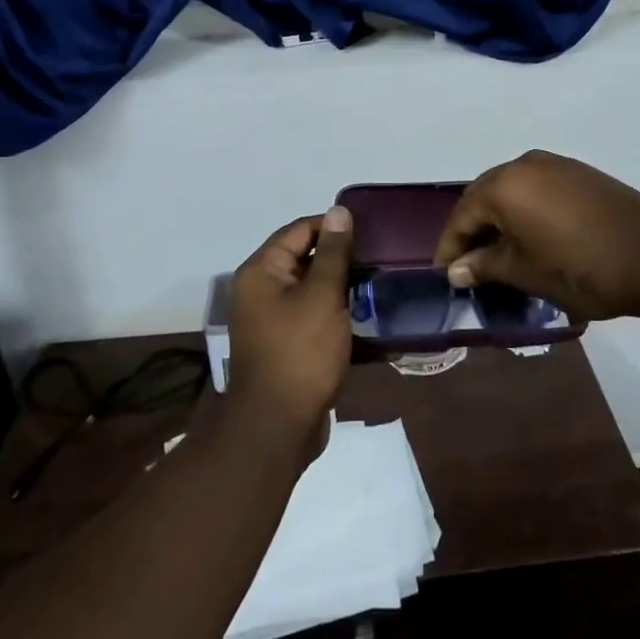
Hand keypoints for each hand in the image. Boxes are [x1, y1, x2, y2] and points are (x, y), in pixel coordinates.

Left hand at [225, 207, 354, 461]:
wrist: (278, 426)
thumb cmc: (300, 352)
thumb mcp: (322, 296)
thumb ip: (333, 253)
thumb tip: (340, 212)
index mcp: (261, 271)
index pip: (299, 230)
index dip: (333, 226)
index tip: (370, 230)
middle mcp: (260, 290)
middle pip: (303, 257)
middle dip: (339, 255)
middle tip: (378, 255)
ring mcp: (271, 319)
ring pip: (310, 287)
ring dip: (339, 284)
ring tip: (376, 280)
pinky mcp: (285, 343)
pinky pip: (311, 313)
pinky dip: (333, 309)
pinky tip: (362, 311)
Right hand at [433, 152, 639, 323]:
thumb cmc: (580, 269)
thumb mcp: (525, 272)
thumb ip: (485, 265)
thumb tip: (456, 270)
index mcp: (504, 185)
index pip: (462, 216)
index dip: (450, 247)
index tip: (445, 275)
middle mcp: (524, 164)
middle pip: (484, 196)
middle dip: (473, 229)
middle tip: (468, 263)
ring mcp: (555, 164)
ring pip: (512, 189)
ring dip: (500, 217)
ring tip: (498, 250)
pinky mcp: (579, 172)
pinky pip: (537, 186)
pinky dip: (525, 208)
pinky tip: (531, 233)